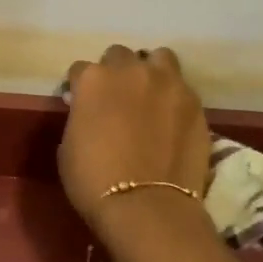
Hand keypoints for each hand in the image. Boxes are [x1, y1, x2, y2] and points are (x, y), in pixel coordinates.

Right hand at [60, 46, 210, 230]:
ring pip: (158, 58)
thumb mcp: (68, 146)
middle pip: (120, 56)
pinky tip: (172, 118)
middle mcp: (130, 70)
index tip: (82, 104)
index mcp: (93, 79)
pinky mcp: (194, 101)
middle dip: (116, 72)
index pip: (80, 70)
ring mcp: (167, 82)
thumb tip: (88, 113)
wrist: (147, 206)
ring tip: (151, 96)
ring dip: (151, 71)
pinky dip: (174, 97)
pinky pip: (182, 86)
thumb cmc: (94, 181)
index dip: (80, 88)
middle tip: (118, 99)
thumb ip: (80, 117)